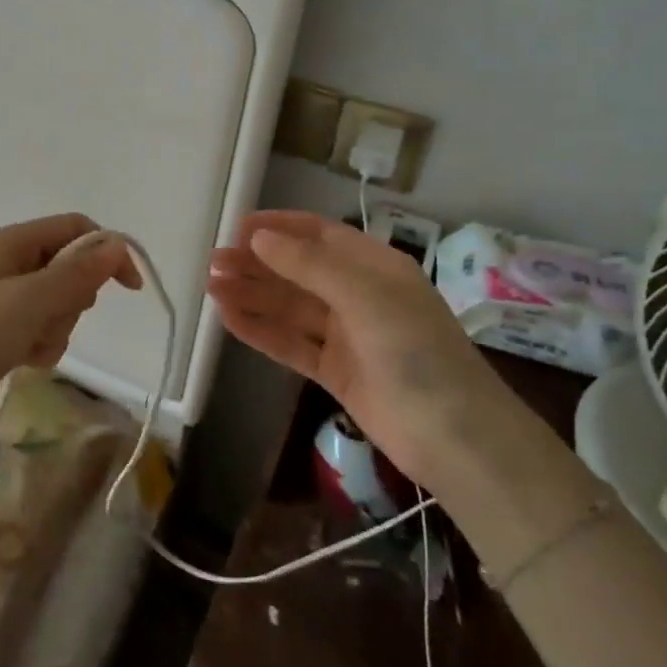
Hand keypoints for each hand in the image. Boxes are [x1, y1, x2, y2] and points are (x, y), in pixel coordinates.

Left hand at [0, 214, 141, 443]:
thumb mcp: (29, 301)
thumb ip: (76, 273)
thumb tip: (118, 244)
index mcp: (10, 242)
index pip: (74, 229)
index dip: (105, 251)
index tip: (129, 287)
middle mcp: (9, 263)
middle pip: (70, 267)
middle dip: (73, 297)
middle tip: (50, 318)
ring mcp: (5, 299)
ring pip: (60, 302)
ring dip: (57, 326)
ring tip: (31, 345)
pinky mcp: (4, 331)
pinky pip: (45, 327)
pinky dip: (44, 343)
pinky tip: (25, 360)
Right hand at [207, 210, 507, 490]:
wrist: (455, 438)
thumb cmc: (416, 352)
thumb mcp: (366, 297)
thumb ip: (310, 266)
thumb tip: (259, 237)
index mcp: (375, 267)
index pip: (320, 235)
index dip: (279, 227)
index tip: (237, 227)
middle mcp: (359, 294)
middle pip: (299, 271)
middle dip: (257, 263)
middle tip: (213, 262)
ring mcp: (347, 335)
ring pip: (290, 307)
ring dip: (252, 295)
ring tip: (211, 287)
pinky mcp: (335, 371)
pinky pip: (291, 343)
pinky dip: (261, 331)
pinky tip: (229, 320)